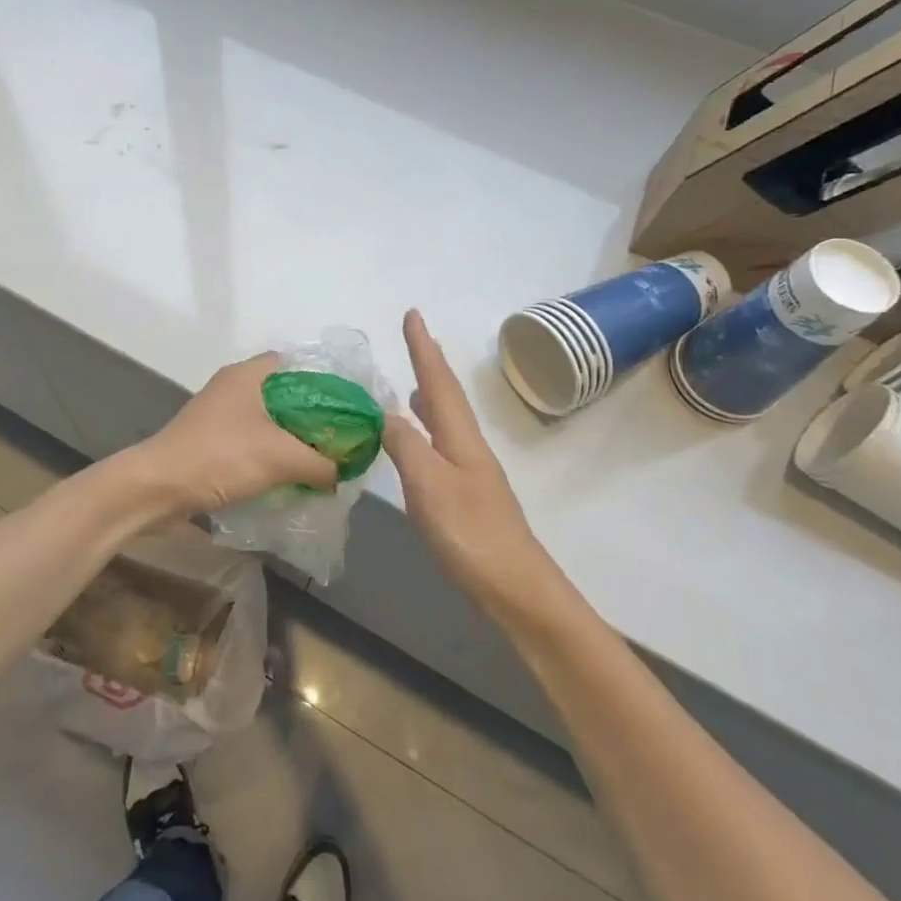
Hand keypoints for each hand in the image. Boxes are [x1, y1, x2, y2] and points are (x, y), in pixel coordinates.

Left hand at [133, 353, 339, 516]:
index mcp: (247, 375)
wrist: (158, 487)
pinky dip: (270, 453)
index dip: (322, 380)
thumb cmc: (220, 456)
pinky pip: (251, 440)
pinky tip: (288, 474)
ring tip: (319, 457)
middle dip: (310, 415)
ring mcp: (218, 414)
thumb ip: (320, 463)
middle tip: (338, 436)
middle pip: (283, 393)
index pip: (293, 363)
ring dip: (290, 437)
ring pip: (266, 419)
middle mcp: (232, 387)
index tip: (345, 404)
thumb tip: (340, 474)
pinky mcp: (210, 440)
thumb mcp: (281, 458)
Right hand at [383, 310, 564, 617]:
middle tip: (414, 339)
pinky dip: (428, 427)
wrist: (514, 586)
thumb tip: (386, 413)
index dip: (423, 348)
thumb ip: (405, 444)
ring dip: (431, 393)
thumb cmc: (469, 532)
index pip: (438, 381)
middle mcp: (468, 445)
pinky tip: (420, 439)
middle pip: (447, 395)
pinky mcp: (467, 493)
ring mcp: (470, 470)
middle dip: (430, 364)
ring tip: (414, 380)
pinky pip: (442, 443)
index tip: (412, 314)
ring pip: (447, 419)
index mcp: (460, 437)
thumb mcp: (428, 484)